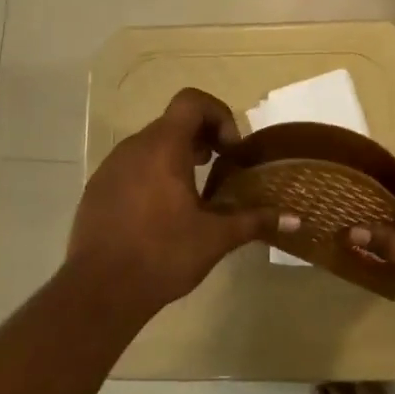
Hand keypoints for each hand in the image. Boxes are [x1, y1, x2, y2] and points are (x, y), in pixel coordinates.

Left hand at [64, 88, 290, 326]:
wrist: (98, 291)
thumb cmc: (162, 255)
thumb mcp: (216, 238)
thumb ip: (255, 220)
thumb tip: (297, 219)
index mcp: (163, 148)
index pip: (192, 102)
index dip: (218, 115)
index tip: (230, 150)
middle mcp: (134, 148)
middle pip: (173, 122)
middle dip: (203, 139)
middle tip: (221, 169)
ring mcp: (110, 168)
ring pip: (151, 145)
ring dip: (178, 157)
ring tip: (195, 194)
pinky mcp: (97, 190)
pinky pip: (132, 167)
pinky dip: (154, 175)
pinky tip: (163, 214)